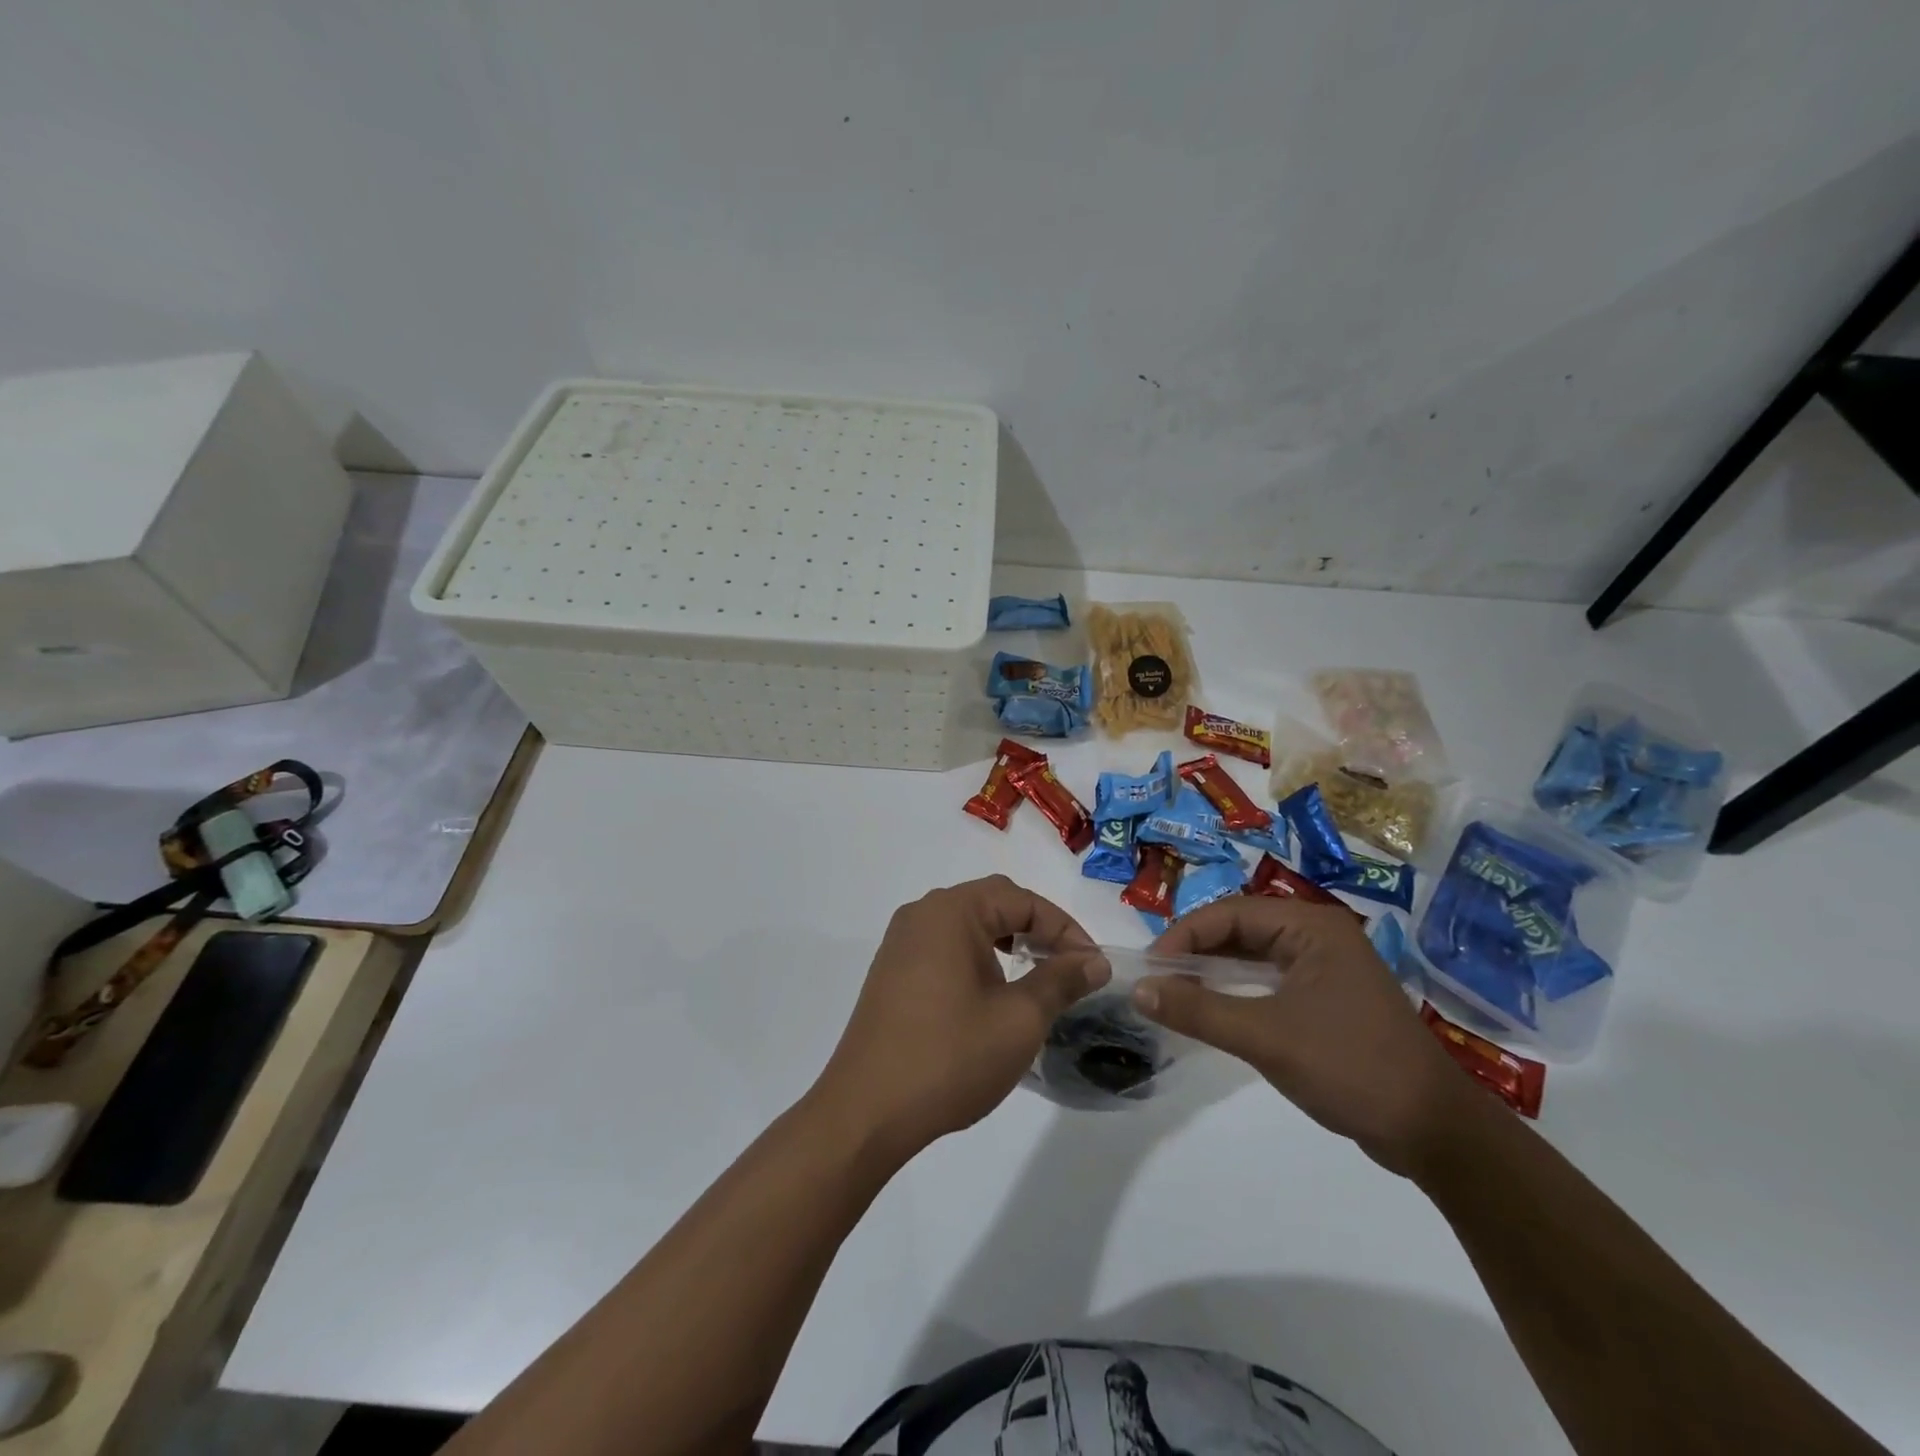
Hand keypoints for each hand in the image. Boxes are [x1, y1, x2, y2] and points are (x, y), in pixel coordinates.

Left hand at [811, 876, 1106, 1162]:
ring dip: (1008, 943)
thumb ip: (1061, 981)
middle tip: (1070, 967)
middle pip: (993, 903)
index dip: (1065, 929)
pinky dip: (979, 958)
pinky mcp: (892, 972)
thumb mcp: (1019, 1019)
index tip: (1094, 967)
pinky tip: (994, 994)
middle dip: (1038, 930)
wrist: (867, 1112)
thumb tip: (1095, 961)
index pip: (1022, 900)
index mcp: (951, 911)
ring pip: (969, 925)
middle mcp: (922, 914)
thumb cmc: (950, 1057)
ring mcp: (901, 943)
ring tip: (1038, 978)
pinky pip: (945, 947)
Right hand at [1139, 898, 1473, 1176]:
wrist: (1433, 1132)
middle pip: (1241, 929)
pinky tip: (1215, 1007)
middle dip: (1197, 950)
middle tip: (1158, 978)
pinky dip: (1238, 988)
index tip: (1150, 967)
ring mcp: (1327, 967)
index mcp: (1311, 927)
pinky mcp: (1329, 998)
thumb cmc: (1350, 1068)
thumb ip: (1199, 1009)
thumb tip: (1139, 989)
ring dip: (1215, 969)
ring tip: (1176, 990)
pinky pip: (1270, 979)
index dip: (1184, 935)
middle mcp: (1319, 935)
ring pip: (1254, 955)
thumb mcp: (1265, 1037)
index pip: (1230, 914)